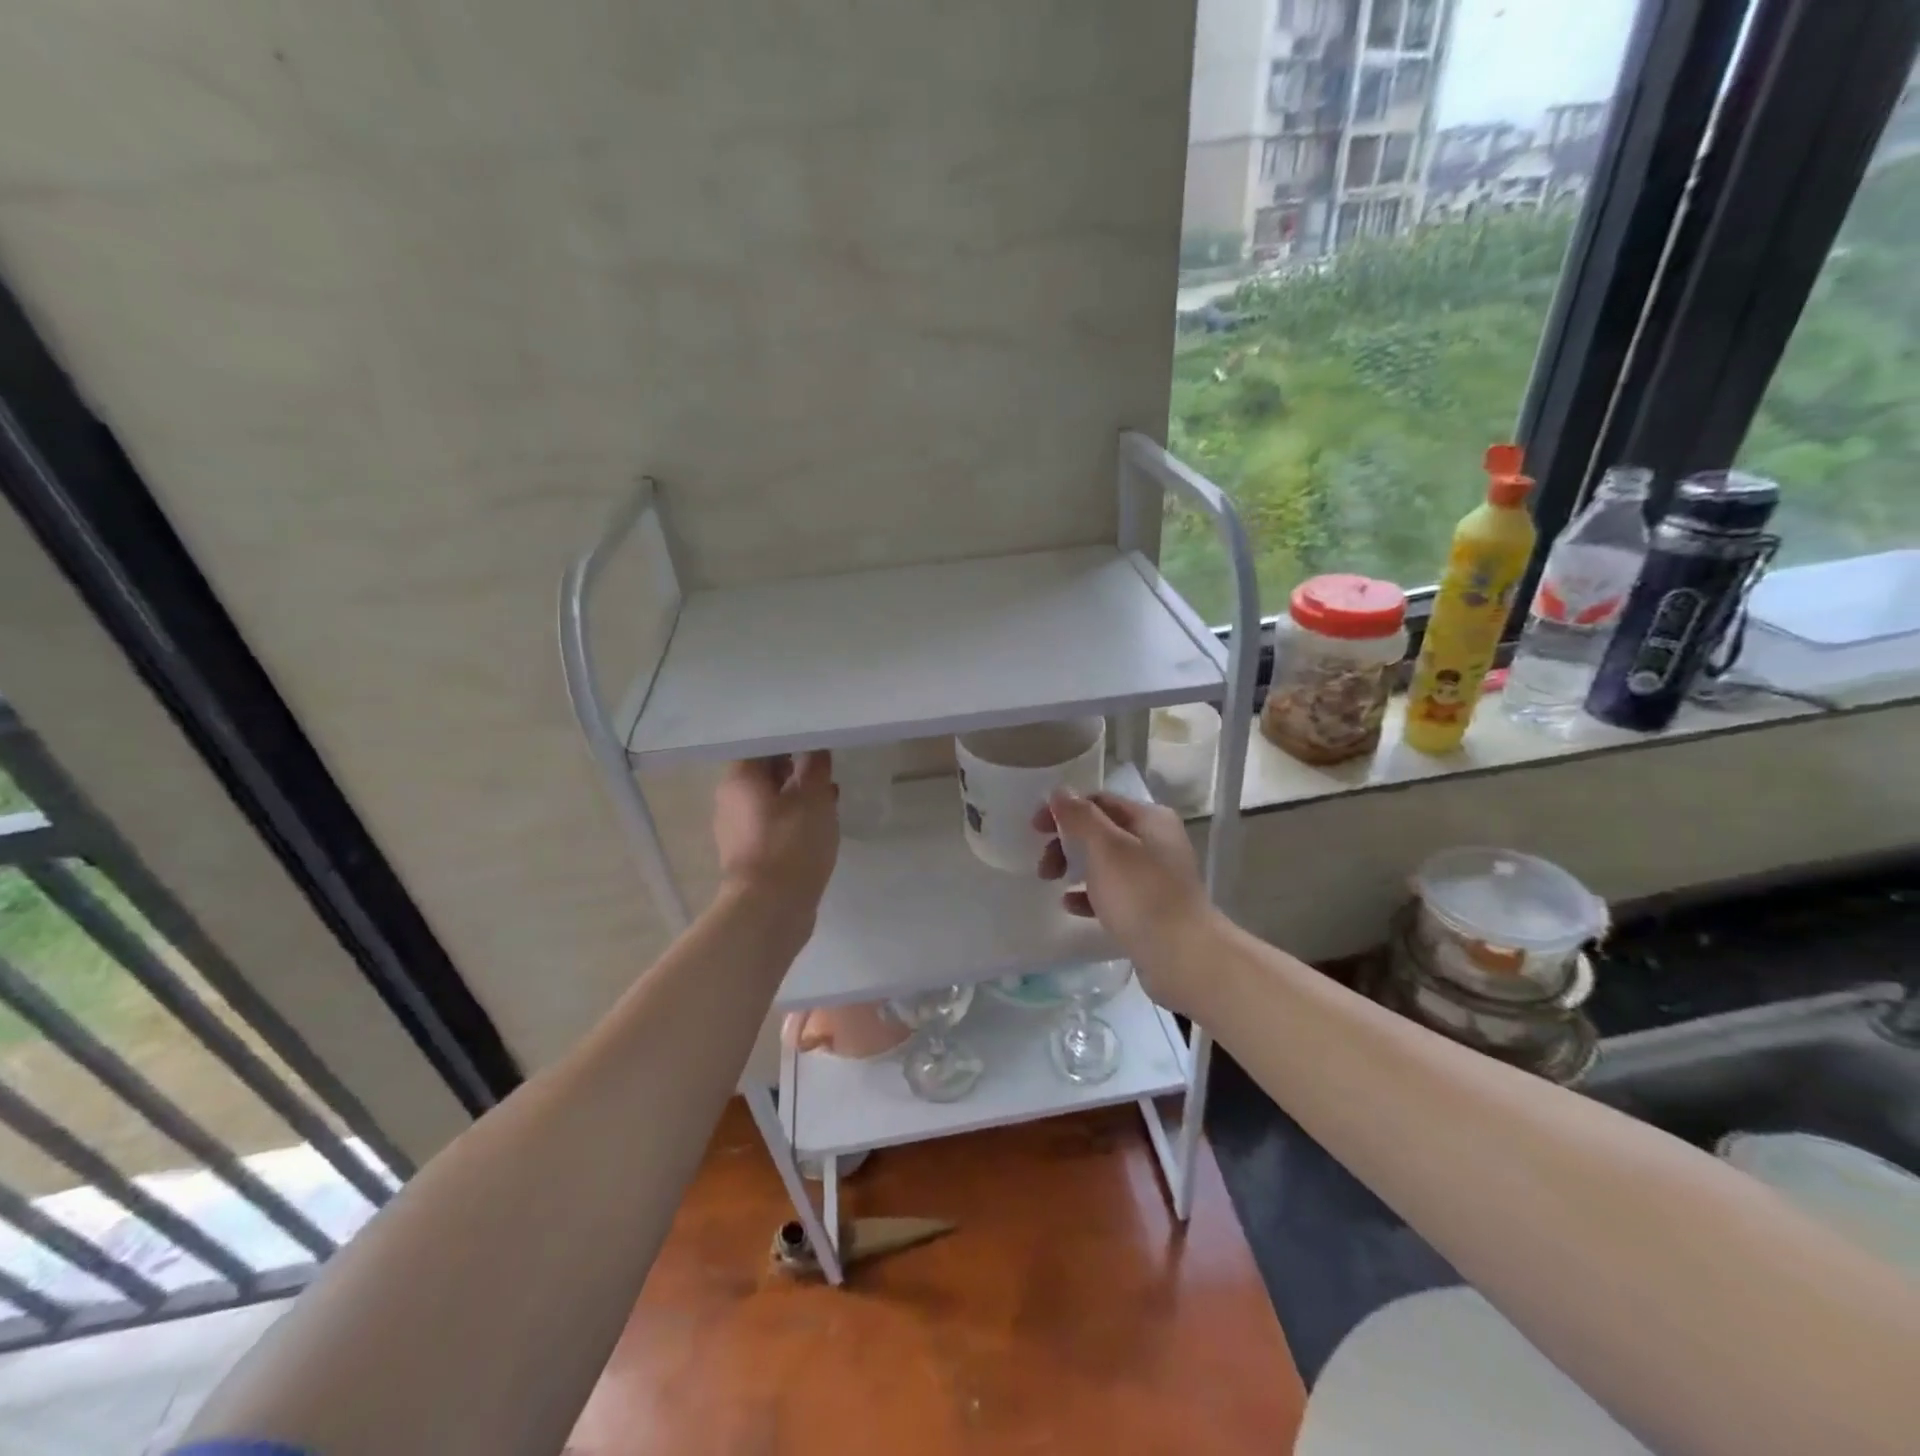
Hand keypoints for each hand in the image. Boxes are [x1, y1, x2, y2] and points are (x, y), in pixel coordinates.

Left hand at [713, 754, 839, 924]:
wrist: (771, 908)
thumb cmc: (791, 843)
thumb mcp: (813, 796)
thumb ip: (815, 766)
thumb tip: (814, 747)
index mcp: (739, 778)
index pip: (761, 744)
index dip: (790, 738)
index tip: (815, 737)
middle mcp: (731, 799)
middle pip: (764, 771)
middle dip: (796, 766)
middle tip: (827, 763)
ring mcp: (738, 829)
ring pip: (771, 798)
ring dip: (799, 793)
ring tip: (830, 792)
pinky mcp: (751, 853)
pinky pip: (774, 823)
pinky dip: (795, 817)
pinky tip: (821, 821)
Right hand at [1034, 790, 1219, 1015]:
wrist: (1184, 957)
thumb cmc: (1141, 895)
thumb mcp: (1105, 848)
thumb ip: (1080, 816)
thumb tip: (1060, 792)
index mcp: (1150, 819)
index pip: (1099, 801)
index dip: (1064, 810)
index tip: (1035, 829)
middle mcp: (1156, 842)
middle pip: (1100, 831)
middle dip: (1066, 843)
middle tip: (1044, 866)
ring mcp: (1155, 877)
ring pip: (1104, 863)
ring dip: (1074, 867)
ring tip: (1053, 883)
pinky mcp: (1150, 908)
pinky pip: (1112, 893)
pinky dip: (1089, 895)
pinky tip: (1071, 906)